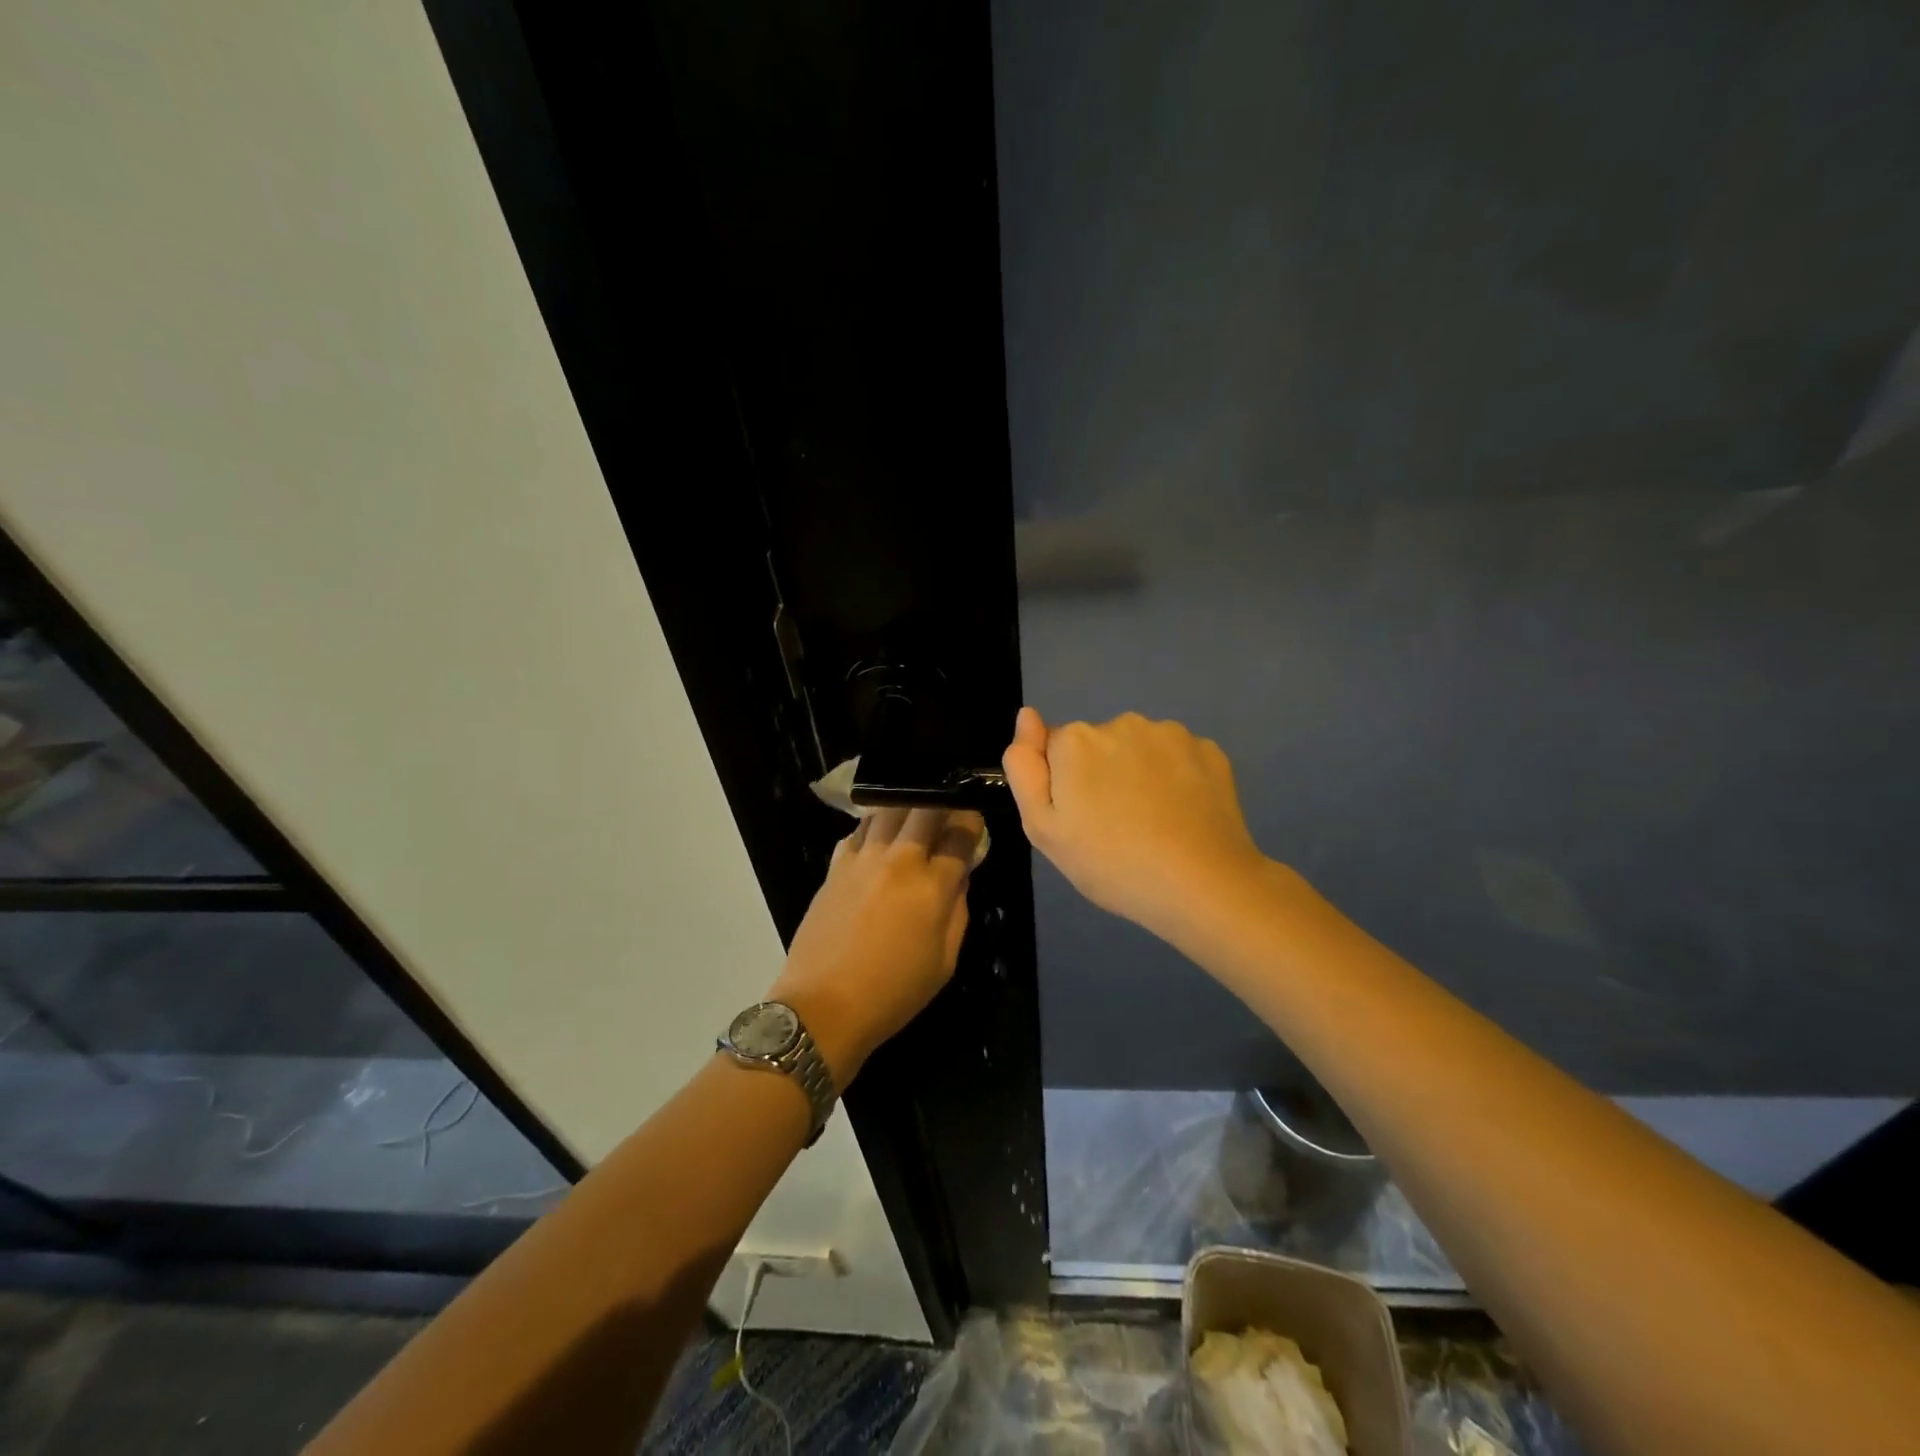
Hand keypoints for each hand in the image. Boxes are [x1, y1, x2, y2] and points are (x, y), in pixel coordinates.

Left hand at [765, 805, 984, 1086]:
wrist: (824, 1005)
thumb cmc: (893, 992)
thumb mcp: (944, 962)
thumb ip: (958, 912)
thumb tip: (958, 877)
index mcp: (931, 887)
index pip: (960, 835)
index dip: (971, 823)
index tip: (973, 824)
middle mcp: (898, 861)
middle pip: (925, 809)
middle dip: (943, 805)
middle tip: (947, 815)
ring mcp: (862, 859)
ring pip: (889, 810)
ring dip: (907, 808)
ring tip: (914, 818)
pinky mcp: (835, 866)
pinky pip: (858, 830)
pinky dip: (874, 826)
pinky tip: (880, 839)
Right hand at [1002, 707, 1268, 942]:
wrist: (1201, 885)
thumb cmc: (1111, 863)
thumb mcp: (1043, 829)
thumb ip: (1025, 768)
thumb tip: (1026, 715)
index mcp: (1076, 741)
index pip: (1055, 750)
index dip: (1063, 786)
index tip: (1080, 821)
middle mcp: (1122, 722)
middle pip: (1098, 746)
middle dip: (1101, 775)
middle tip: (1115, 828)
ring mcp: (1170, 734)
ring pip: (1140, 749)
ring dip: (1139, 773)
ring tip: (1152, 824)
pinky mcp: (1209, 750)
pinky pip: (1178, 758)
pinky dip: (1177, 779)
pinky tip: (1183, 815)